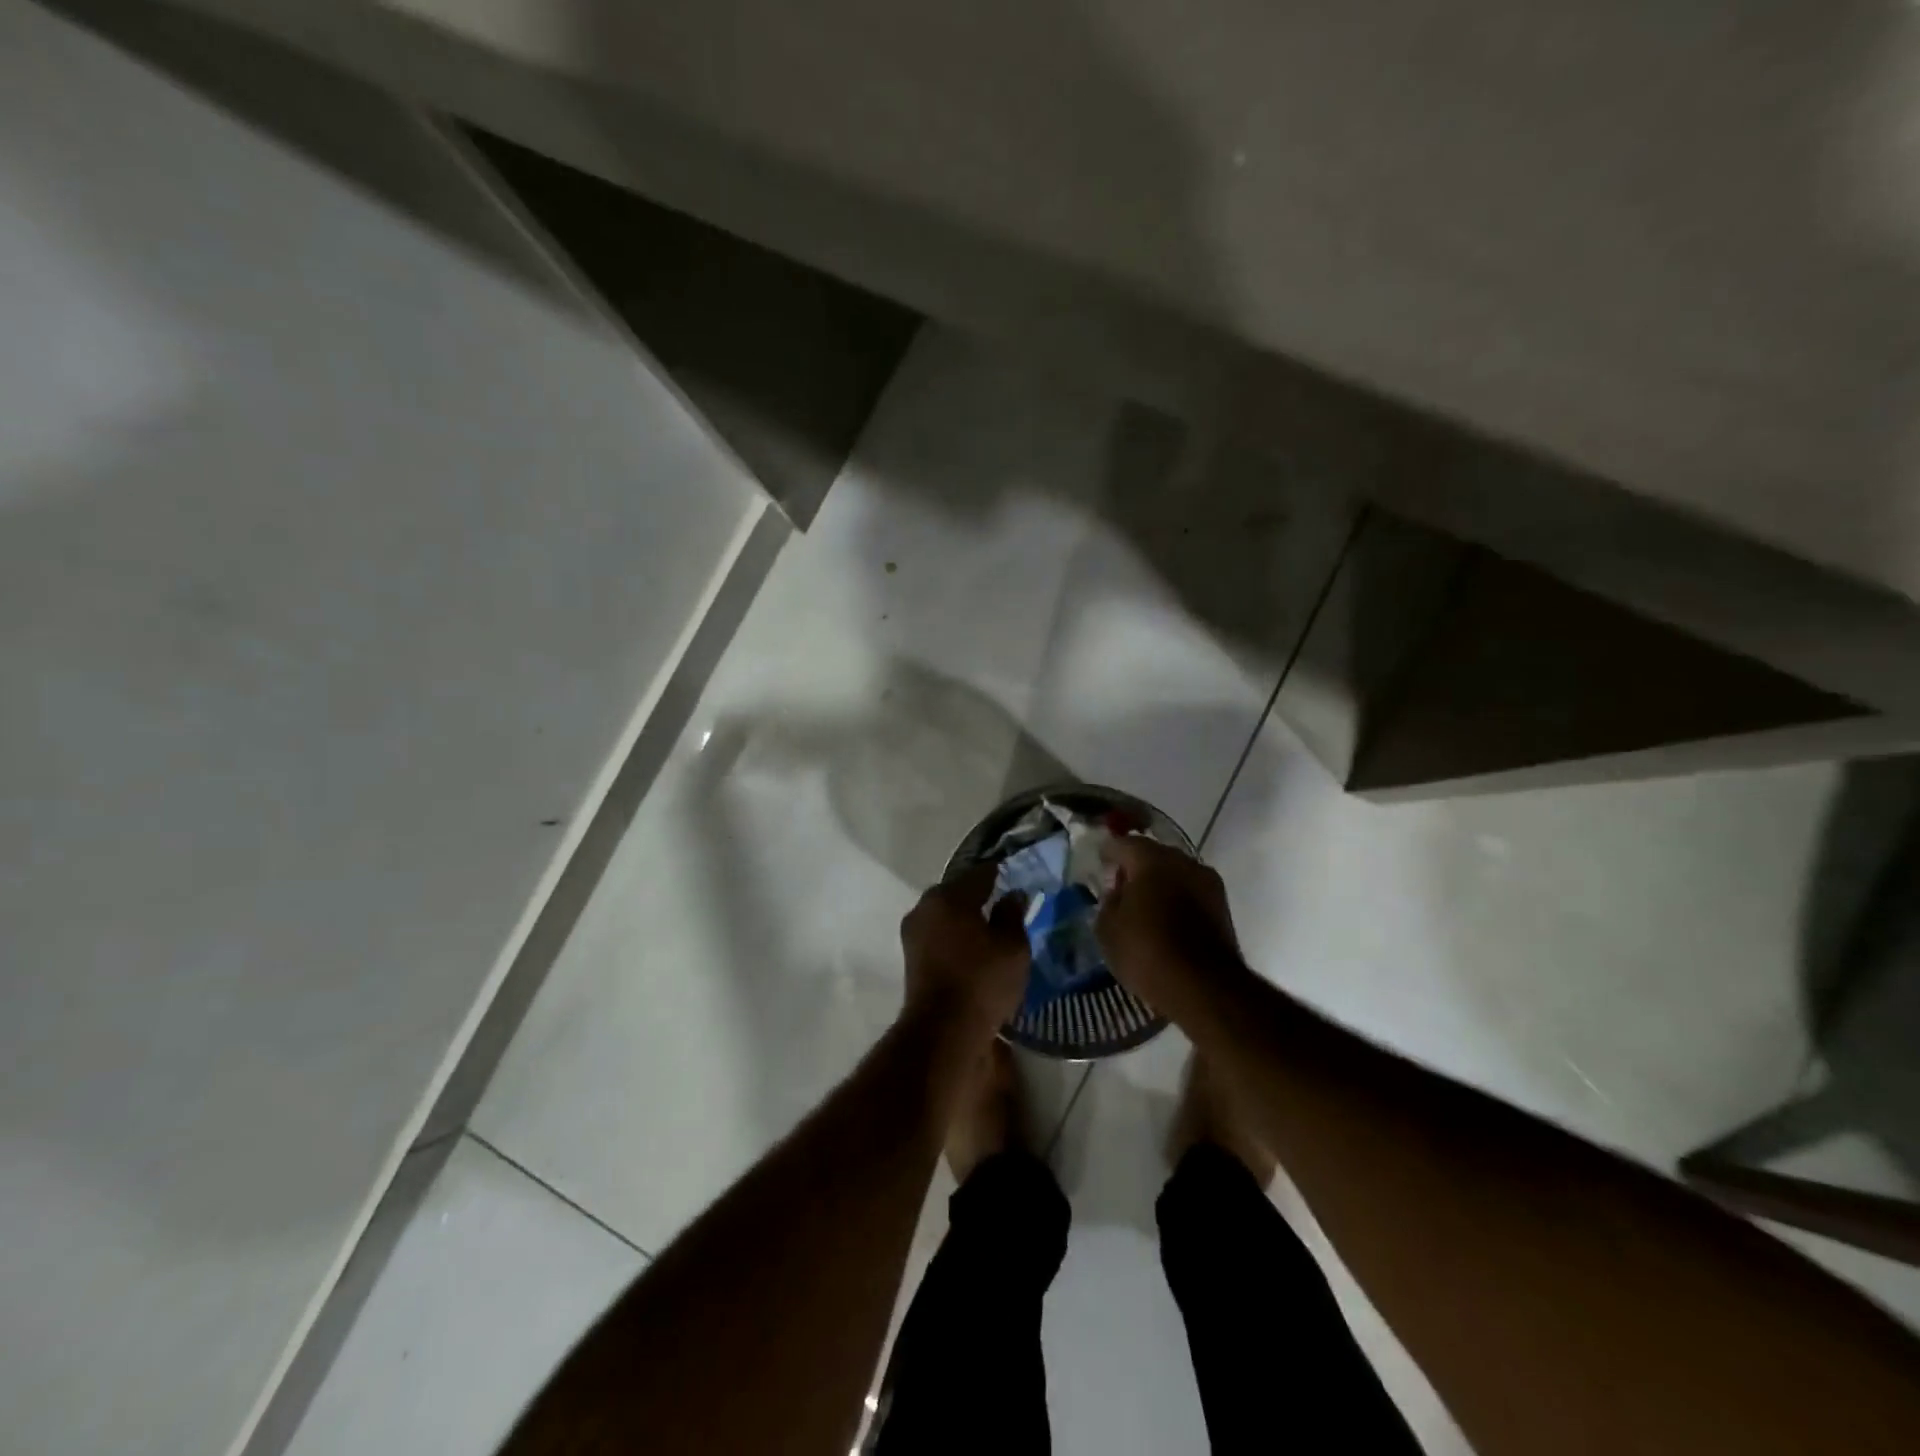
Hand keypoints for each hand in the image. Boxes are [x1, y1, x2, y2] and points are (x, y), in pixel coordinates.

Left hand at [901, 864, 1030, 1043]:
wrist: (942, 1031)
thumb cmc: (982, 981)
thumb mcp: (1012, 947)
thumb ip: (1013, 915)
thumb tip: (1012, 895)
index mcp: (950, 895)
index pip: (980, 873)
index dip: (1000, 874)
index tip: (1015, 877)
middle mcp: (926, 905)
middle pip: (958, 892)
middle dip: (979, 896)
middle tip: (1004, 905)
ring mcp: (914, 931)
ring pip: (946, 914)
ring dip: (964, 918)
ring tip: (990, 929)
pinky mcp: (910, 956)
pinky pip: (939, 934)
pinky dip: (954, 936)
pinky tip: (973, 948)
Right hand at [1096, 836, 1243, 1013]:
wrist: (1205, 988)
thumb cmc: (1147, 952)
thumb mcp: (1108, 929)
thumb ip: (1108, 902)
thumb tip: (1117, 891)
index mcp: (1151, 859)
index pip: (1123, 844)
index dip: (1108, 853)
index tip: (1099, 863)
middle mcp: (1184, 861)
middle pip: (1153, 856)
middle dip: (1135, 868)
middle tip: (1119, 888)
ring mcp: (1208, 883)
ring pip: (1175, 874)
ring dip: (1159, 885)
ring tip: (1143, 908)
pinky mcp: (1223, 907)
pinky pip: (1190, 894)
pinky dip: (1176, 901)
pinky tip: (1164, 921)